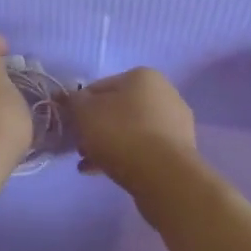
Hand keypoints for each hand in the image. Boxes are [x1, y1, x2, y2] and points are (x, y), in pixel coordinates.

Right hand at [67, 67, 200, 193]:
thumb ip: (74, 101)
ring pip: (130, 131)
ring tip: (89, 165)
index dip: (80, 107)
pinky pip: (144, 149)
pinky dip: (125, 157)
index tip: (71, 127)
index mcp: (142, 76)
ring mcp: (175, 122)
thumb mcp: (84, 112)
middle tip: (81, 149)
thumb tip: (74, 99)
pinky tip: (105, 172)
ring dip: (107, 145)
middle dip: (95, 129)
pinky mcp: (179, 149)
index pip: (99, 87)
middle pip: (117, 110)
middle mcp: (164, 93)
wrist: (163, 174)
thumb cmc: (120, 134)